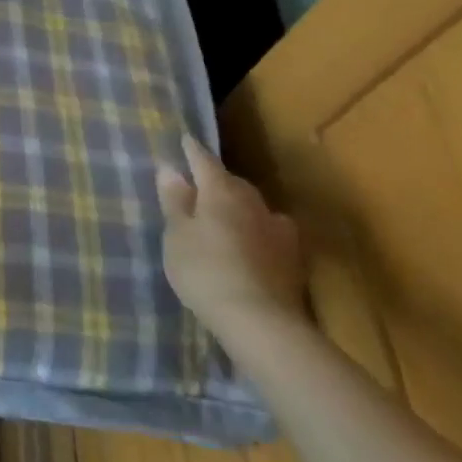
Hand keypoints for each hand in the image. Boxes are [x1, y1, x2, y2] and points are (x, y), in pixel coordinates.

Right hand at [158, 132, 307, 346]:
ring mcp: (276, 229)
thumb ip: (174, 200)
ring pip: (253, 205)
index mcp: (220, 191)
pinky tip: (253, 240)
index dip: (192, 151)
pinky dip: (257, 229)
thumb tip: (170, 168)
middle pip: (232, 182)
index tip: (185, 139)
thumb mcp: (177, 235)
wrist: (260, 321)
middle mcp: (252, 202)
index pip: (204, 161)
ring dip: (238, 204)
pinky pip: (269, 230)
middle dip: (216, 179)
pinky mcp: (291, 256)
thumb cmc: (205, 271)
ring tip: (224, 214)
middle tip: (199, 184)